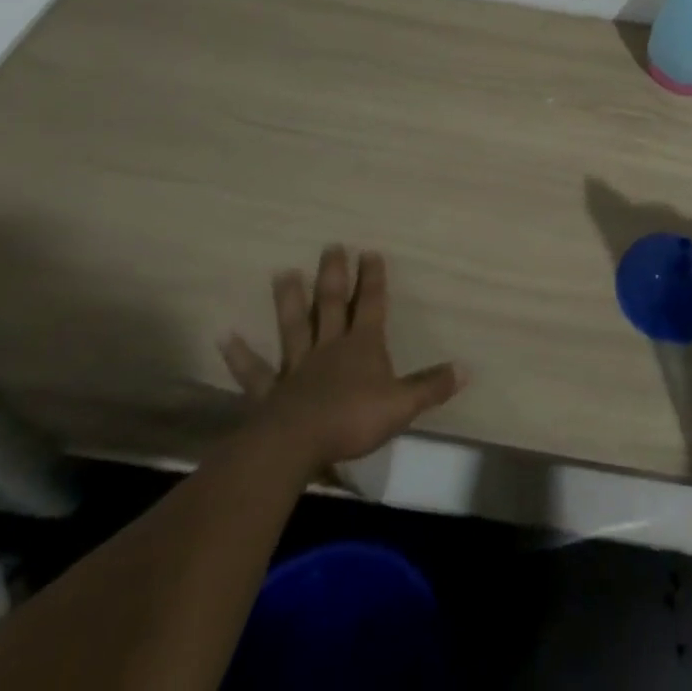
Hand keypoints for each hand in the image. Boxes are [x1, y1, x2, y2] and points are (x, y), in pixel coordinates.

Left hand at [218, 246, 465, 466]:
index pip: (372, 305)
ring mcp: (297, 367)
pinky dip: (241, 355)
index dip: (373, 280)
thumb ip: (431, 386)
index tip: (371, 252)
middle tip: (331, 245)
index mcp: (363, 346)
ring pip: (294, 327)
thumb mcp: (402, 404)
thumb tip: (466, 368)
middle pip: (332, 304)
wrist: (296, 445)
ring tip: (283, 272)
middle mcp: (330, 347)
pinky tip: (226, 336)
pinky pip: (254, 372)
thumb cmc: (353, 420)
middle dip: (335, 275)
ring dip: (290, 300)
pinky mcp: (270, 393)